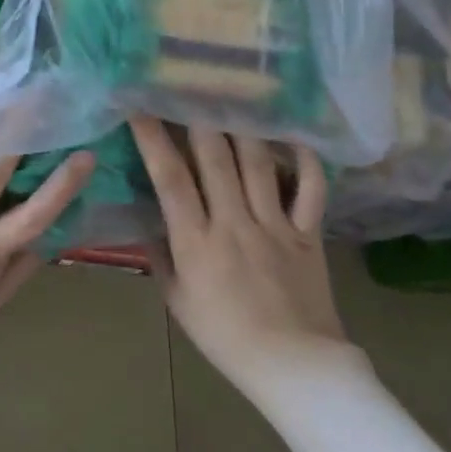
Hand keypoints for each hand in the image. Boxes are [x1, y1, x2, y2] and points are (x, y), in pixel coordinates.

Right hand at [130, 115, 344, 386]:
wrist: (293, 365)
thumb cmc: (226, 336)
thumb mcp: (178, 301)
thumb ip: (162, 257)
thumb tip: (150, 222)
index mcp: (196, 242)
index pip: (170, 180)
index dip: (153, 140)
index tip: (140, 108)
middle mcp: (233, 223)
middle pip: (215, 159)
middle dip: (198, 118)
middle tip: (188, 86)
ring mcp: (275, 225)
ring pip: (258, 164)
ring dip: (243, 127)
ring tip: (233, 96)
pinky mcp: (308, 233)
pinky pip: (311, 189)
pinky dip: (304, 161)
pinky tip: (292, 136)